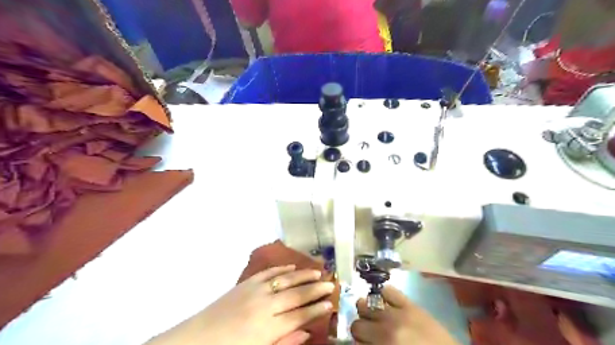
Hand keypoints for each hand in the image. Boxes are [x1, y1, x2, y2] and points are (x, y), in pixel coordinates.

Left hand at [146, 266, 333, 343]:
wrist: (196, 340)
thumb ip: (284, 343)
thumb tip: (306, 332)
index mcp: (268, 329)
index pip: (300, 315)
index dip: (317, 309)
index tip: (331, 303)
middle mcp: (265, 306)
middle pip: (297, 295)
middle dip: (316, 289)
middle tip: (332, 283)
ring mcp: (255, 291)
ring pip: (285, 279)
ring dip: (303, 275)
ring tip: (319, 271)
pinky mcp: (245, 283)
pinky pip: (268, 272)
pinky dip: (282, 268)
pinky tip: (292, 266)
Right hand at [351, 286, 461, 344]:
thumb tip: (361, 342)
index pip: (356, 340)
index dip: (357, 343)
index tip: (361, 343)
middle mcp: (386, 328)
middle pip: (357, 324)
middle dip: (360, 330)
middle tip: (368, 334)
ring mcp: (398, 314)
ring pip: (366, 304)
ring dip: (367, 311)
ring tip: (374, 316)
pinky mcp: (410, 305)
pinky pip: (388, 291)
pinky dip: (382, 295)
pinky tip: (384, 302)